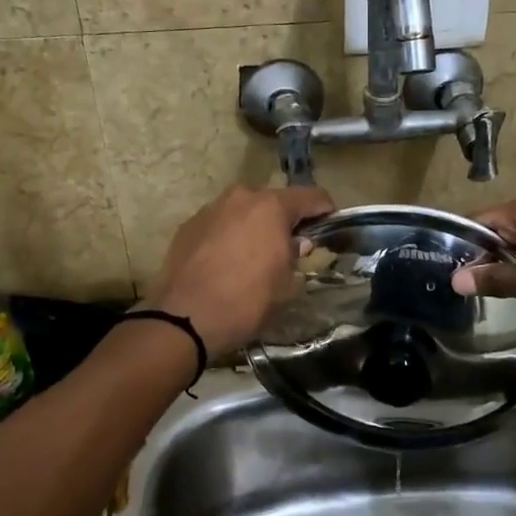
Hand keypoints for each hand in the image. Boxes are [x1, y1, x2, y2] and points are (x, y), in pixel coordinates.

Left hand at [145, 184, 335, 358]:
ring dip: (254, 226)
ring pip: (243, 211)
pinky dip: (229, 236)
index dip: (326, 209)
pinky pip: (219, 224)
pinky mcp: (188, 226)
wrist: (184, 319)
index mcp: (271, 207)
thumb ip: (296, 258)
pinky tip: (226, 262)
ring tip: (255, 255)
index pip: (311, 196)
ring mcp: (210, 209)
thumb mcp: (286, 287)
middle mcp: (241, 198)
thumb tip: (296, 244)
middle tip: (290, 247)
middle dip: (285, 220)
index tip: (331, 225)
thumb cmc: (246, 302)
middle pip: (273, 201)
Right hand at [449, 193, 515, 336]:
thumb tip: (455, 279)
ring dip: (503, 267)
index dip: (460, 245)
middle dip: (480, 258)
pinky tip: (513, 293)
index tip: (440, 270)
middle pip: (497, 231)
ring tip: (478, 294)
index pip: (479, 220)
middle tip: (455, 288)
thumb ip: (493, 279)